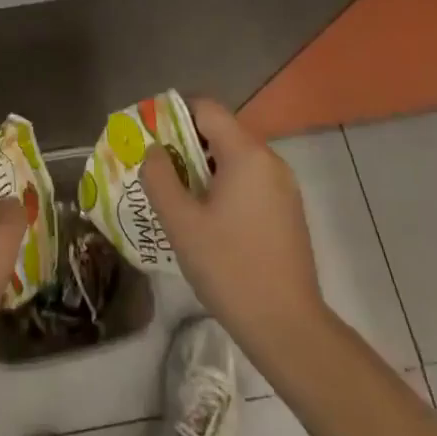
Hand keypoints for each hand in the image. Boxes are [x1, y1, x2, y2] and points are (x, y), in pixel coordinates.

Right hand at [142, 99, 324, 358]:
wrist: (287, 326)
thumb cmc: (229, 268)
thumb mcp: (181, 222)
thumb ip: (160, 178)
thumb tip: (154, 150)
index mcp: (246, 155)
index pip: (207, 108)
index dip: (174, 112)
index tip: (149, 133)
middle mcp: (270, 161)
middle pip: (221, 131)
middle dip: (184, 142)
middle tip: (155, 167)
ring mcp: (283, 186)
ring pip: (235, 157)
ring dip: (202, 166)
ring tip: (175, 193)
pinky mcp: (287, 210)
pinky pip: (249, 180)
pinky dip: (223, 184)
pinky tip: (205, 216)